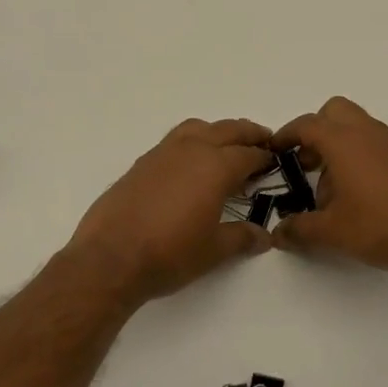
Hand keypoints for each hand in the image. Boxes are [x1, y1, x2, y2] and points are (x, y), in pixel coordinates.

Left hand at [64, 118, 275, 305]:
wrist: (111, 258)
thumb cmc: (170, 253)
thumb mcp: (214, 250)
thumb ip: (242, 237)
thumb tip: (263, 236)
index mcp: (216, 166)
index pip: (249, 154)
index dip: (265, 157)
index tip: (276, 162)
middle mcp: (191, 150)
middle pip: (227, 130)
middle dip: (248, 135)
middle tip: (263, 141)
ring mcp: (163, 153)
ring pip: (198, 128)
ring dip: (218, 132)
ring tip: (226, 148)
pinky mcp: (141, 163)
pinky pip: (174, 141)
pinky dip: (191, 143)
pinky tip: (190, 166)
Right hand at [271, 97, 387, 279]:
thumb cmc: (380, 225)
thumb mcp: (332, 232)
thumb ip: (299, 229)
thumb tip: (278, 233)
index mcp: (343, 141)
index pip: (306, 125)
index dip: (285, 136)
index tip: (274, 152)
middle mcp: (365, 132)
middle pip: (333, 112)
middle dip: (314, 131)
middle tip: (305, 163)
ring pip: (354, 125)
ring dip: (336, 144)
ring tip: (329, 186)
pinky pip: (371, 141)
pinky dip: (356, 154)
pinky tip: (355, 192)